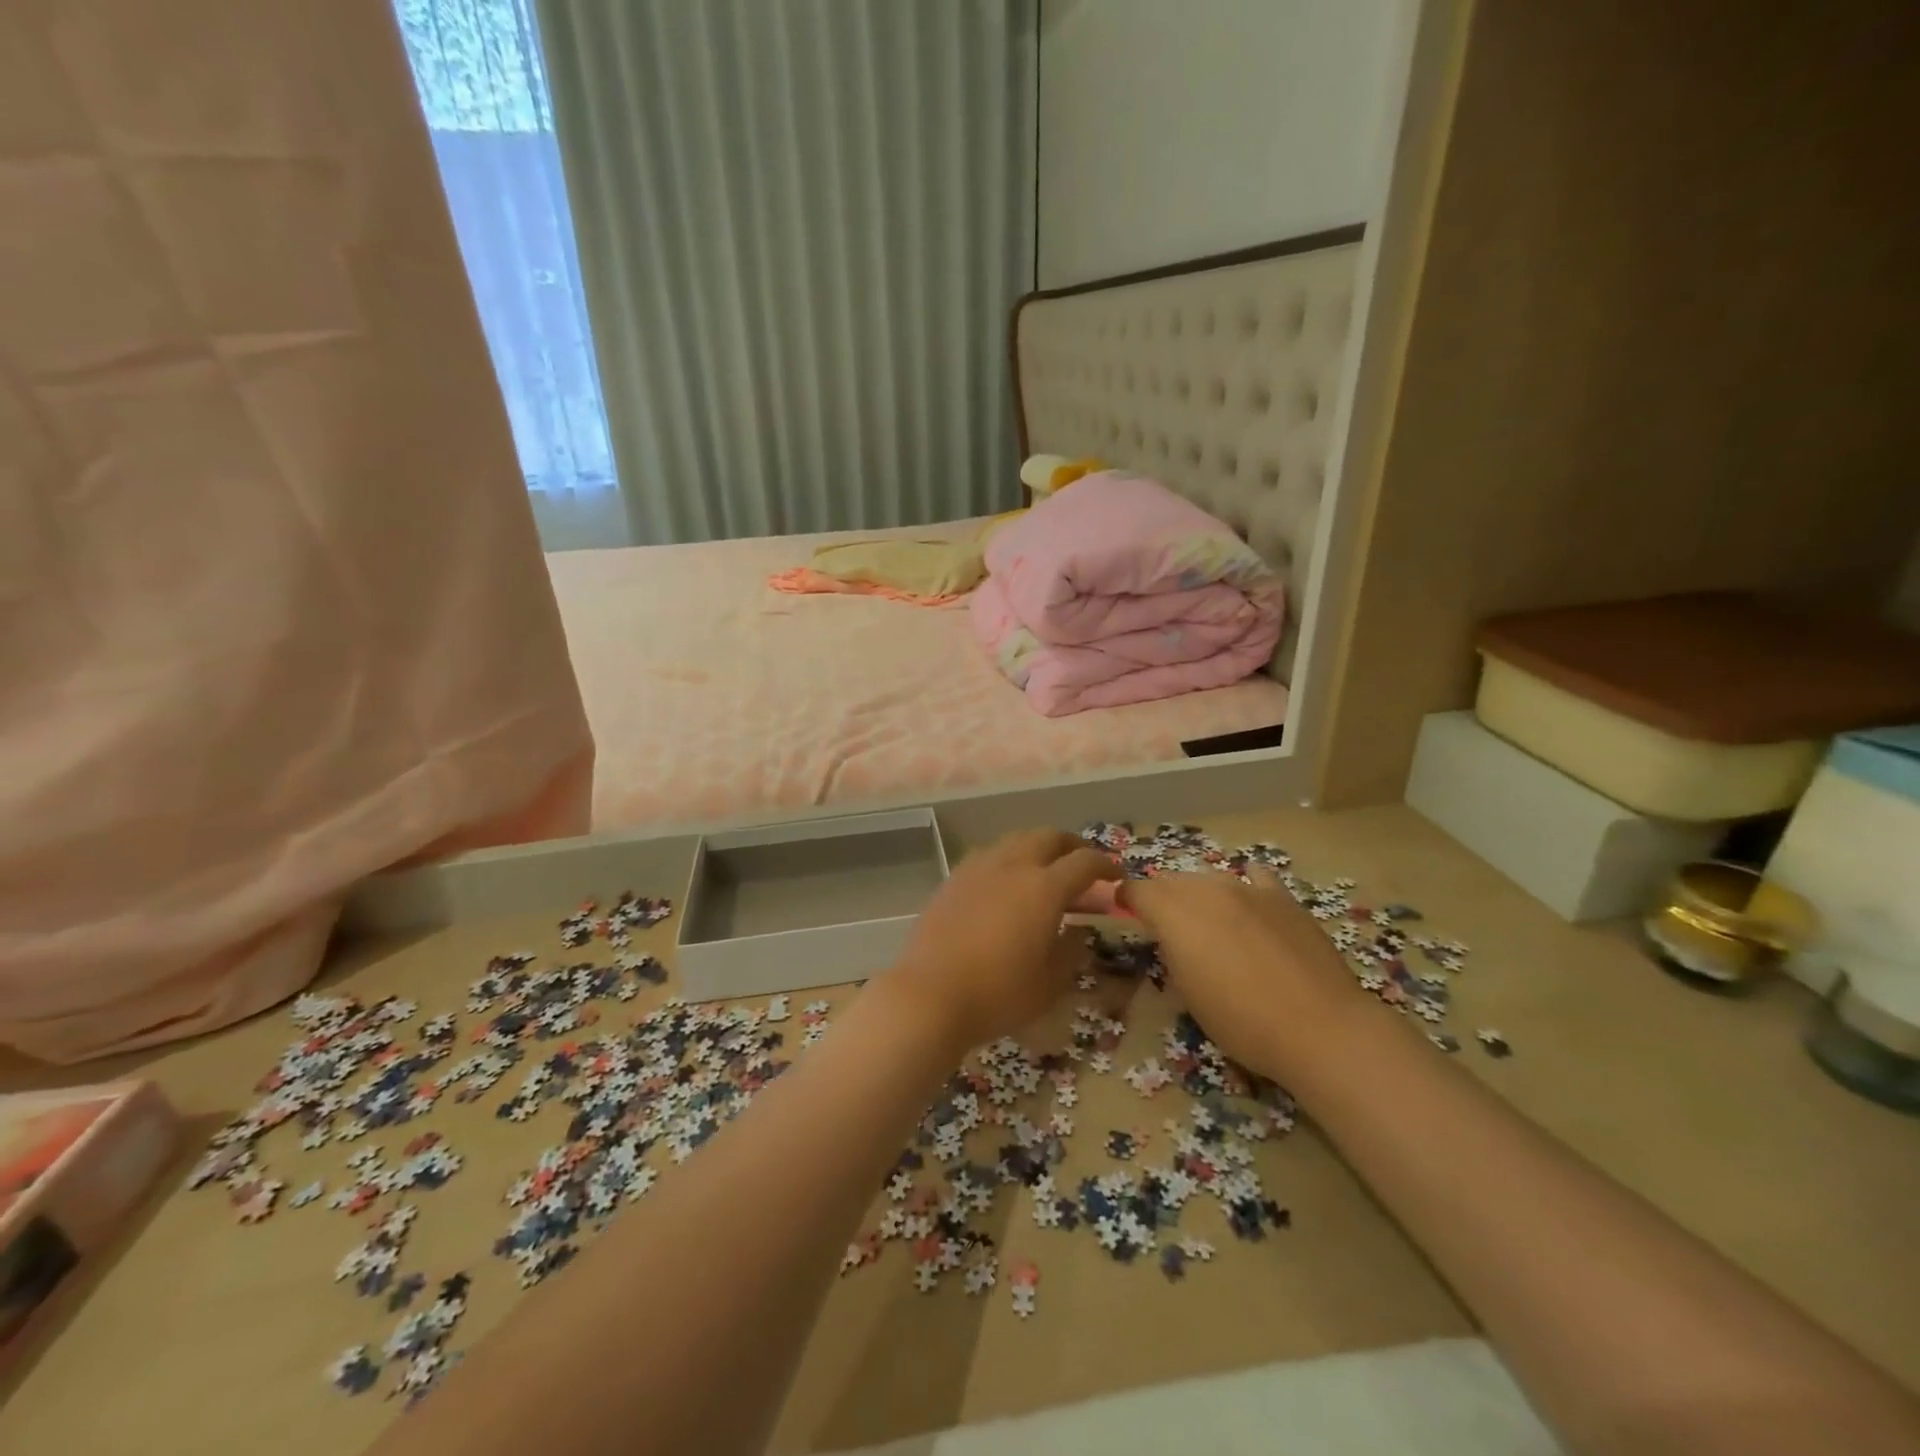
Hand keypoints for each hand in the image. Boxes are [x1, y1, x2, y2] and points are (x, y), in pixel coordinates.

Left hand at [890, 830, 1119, 1050]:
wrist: (930, 995)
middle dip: (1071, 846)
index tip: (1116, 876)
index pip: (1084, 862)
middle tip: (1082, 865)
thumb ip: (1072, 950)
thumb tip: (1081, 931)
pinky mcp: (954, 878)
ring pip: (1016, 840)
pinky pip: (989, 854)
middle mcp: (1013, 865)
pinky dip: (1008, 858)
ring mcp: (979, 868)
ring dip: (1037, 847)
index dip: (1105, 866)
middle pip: (1048, 837)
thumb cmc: (998, 993)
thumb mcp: (1050, 982)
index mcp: (1044, 887)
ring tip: (1045, 869)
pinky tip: (1006, 882)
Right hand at [1121, 867, 1362, 1080]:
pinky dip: (1244, 885)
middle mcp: (1206, 889)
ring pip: (1209, 879)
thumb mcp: (1188, 994)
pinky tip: (1248, 902)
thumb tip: (1173, 940)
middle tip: (1166, 926)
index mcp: (1175, 913)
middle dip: (1162, 898)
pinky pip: (1254, 877)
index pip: (1138, 890)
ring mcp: (1247, 888)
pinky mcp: (1282, 897)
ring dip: (1199, 895)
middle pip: (1172, 881)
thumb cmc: (1242, 1022)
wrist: (1319, 1027)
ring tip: (1208, 922)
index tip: (1124, 911)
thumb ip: (1173, 953)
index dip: (1127, 899)